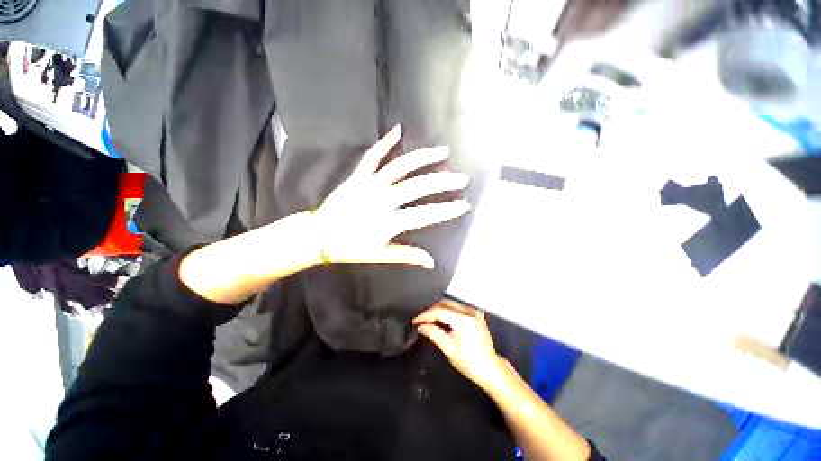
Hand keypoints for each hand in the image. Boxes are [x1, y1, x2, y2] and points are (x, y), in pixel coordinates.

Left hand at [312, 125, 470, 268]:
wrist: (319, 235)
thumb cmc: (350, 247)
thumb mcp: (381, 255)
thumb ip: (407, 255)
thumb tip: (431, 262)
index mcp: (389, 222)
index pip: (425, 214)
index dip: (446, 210)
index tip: (464, 205)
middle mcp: (383, 200)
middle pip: (418, 187)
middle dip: (443, 182)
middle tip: (461, 178)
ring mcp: (370, 185)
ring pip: (401, 167)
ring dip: (423, 158)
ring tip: (443, 152)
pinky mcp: (359, 177)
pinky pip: (373, 156)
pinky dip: (385, 143)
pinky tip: (398, 131)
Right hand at [413, 299, 507, 390]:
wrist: (490, 369)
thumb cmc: (469, 362)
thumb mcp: (448, 348)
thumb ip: (433, 333)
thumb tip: (420, 326)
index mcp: (464, 320)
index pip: (440, 311)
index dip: (425, 315)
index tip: (415, 320)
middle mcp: (470, 311)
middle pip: (445, 303)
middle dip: (431, 310)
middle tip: (420, 319)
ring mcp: (474, 311)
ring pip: (451, 304)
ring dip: (438, 309)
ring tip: (427, 318)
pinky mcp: (476, 314)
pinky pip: (457, 308)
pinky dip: (447, 311)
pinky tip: (440, 318)